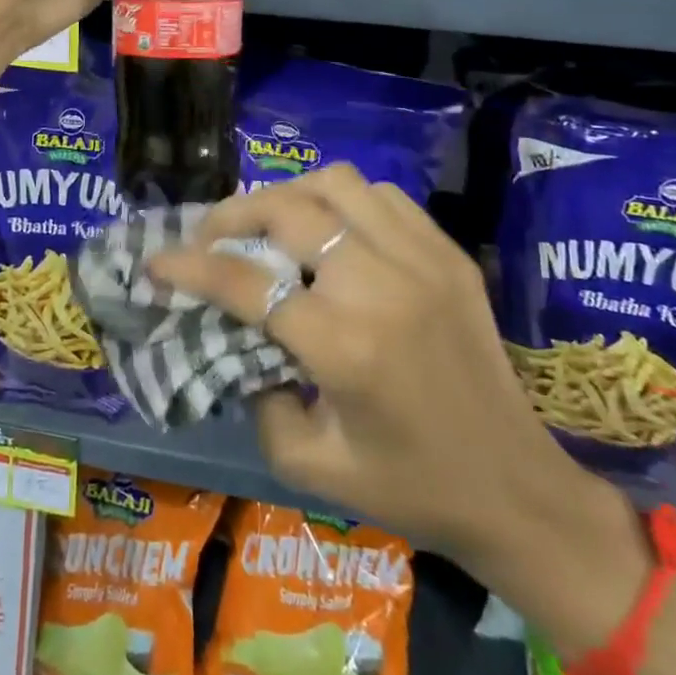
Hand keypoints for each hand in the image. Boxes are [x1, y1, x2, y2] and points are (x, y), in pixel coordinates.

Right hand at [148, 166, 628, 575]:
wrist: (518, 490)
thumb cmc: (410, 488)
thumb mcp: (310, 464)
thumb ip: (256, 397)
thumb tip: (239, 336)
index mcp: (344, 347)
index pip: (245, 284)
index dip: (190, 266)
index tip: (156, 260)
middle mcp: (381, 287)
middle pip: (287, 210)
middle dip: (232, 214)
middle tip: (210, 235)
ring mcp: (423, 261)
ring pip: (336, 184)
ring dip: (289, 196)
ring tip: (270, 224)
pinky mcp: (450, 255)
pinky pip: (383, 196)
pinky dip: (342, 201)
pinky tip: (331, 230)